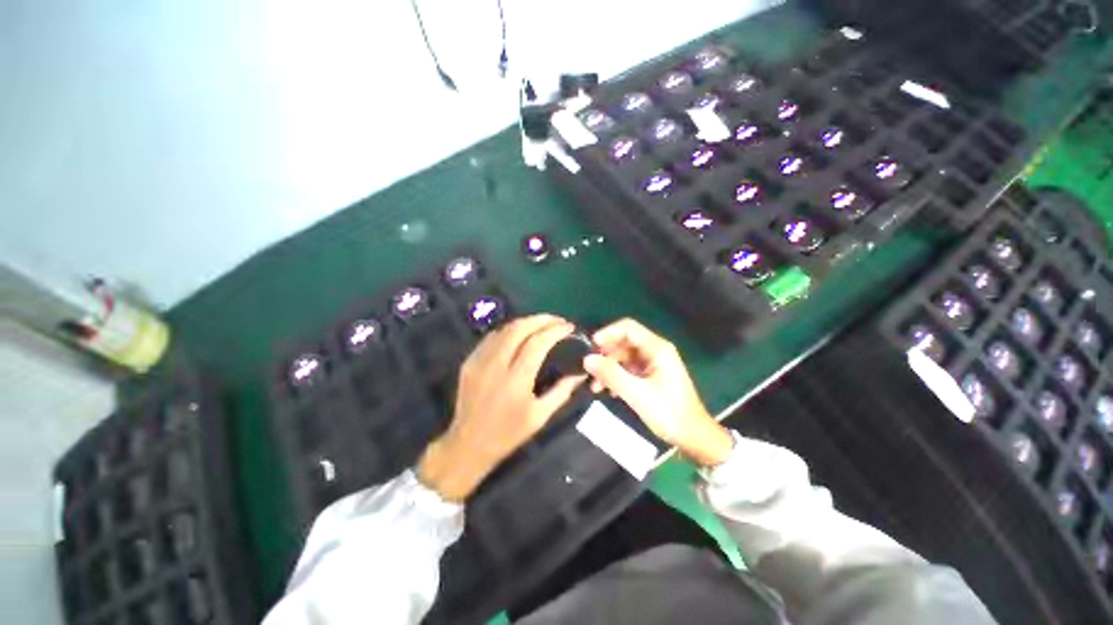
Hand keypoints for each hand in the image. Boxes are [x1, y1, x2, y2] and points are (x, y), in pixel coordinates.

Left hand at [418, 314, 585, 500]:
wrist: (468, 444)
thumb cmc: (508, 433)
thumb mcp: (540, 416)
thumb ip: (562, 391)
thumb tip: (580, 372)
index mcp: (516, 380)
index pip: (537, 343)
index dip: (555, 330)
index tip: (569, 327)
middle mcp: (496, 365)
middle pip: (519, 328)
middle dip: (541, 319)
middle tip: (557, 320)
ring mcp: (479, 361)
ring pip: (504, 329)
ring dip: (526, 322)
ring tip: (542, 323)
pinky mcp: (469, 361)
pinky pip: (492, 337)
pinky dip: (509, 330)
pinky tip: (520, 333)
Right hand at [583, 319, 732, 466]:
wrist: (693, 437)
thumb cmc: (668, 412)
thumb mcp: (636, 393)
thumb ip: (611, 374)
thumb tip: (587, 359)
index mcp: (657, 348)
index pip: (628, 327)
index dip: (608, 333)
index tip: (591, 347)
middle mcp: (655, 351)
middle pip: (624, 342)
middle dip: (606, 355)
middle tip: (590, 370)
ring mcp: (653, 364)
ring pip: (624, 357)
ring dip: (609, 368)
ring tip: (595, 386)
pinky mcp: (651, 376)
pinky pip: (629, 369)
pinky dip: (617, 377)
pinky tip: (609, 391)